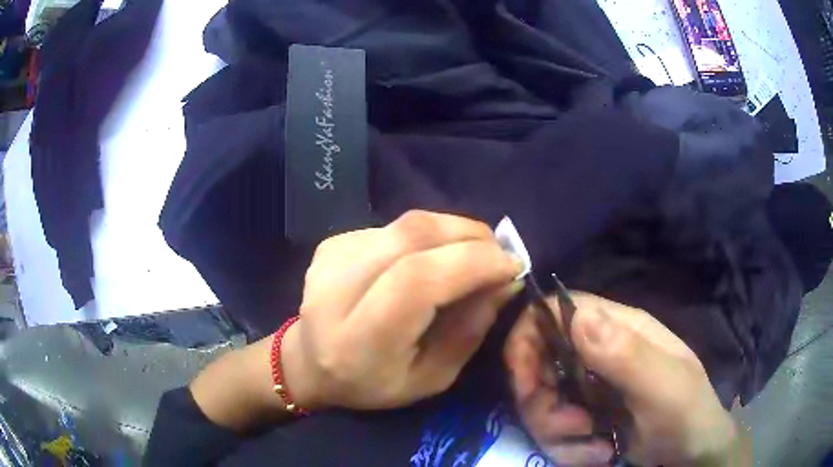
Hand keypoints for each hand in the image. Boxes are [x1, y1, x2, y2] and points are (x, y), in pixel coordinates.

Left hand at [282, 210, 522, 409]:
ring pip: (407, 225)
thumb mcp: (430, 379)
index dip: (472, 263)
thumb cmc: (372, 384)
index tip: (512, 265)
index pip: (417, 281)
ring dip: (454, 231)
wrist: (310, 362)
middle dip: (470, 236)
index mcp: (358, 340)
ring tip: (475, 253)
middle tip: (500, 252)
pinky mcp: (332, 242)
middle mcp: (335, 290)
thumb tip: (505, 281)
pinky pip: (395, 227)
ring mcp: (330, 258)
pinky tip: (432, 257)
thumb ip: (469, 331)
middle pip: (412, 237)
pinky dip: (428, 237)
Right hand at [504, 293, 748, 465]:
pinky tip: (600, 453)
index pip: (556, 310)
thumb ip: (626, 353)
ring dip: (559, 434)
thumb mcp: (663, 386)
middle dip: (543, 404)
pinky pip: (555, 432)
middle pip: (538, 364)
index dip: (527, 339)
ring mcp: (590, 387)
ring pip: (542, 405)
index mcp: (618, 329)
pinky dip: (570, 450)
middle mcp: (598, 352)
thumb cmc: (686, 414)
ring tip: (596, 445)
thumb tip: (578, 317)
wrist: (691, 453)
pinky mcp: (585, 416)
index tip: (524, 384)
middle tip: (572, 427)